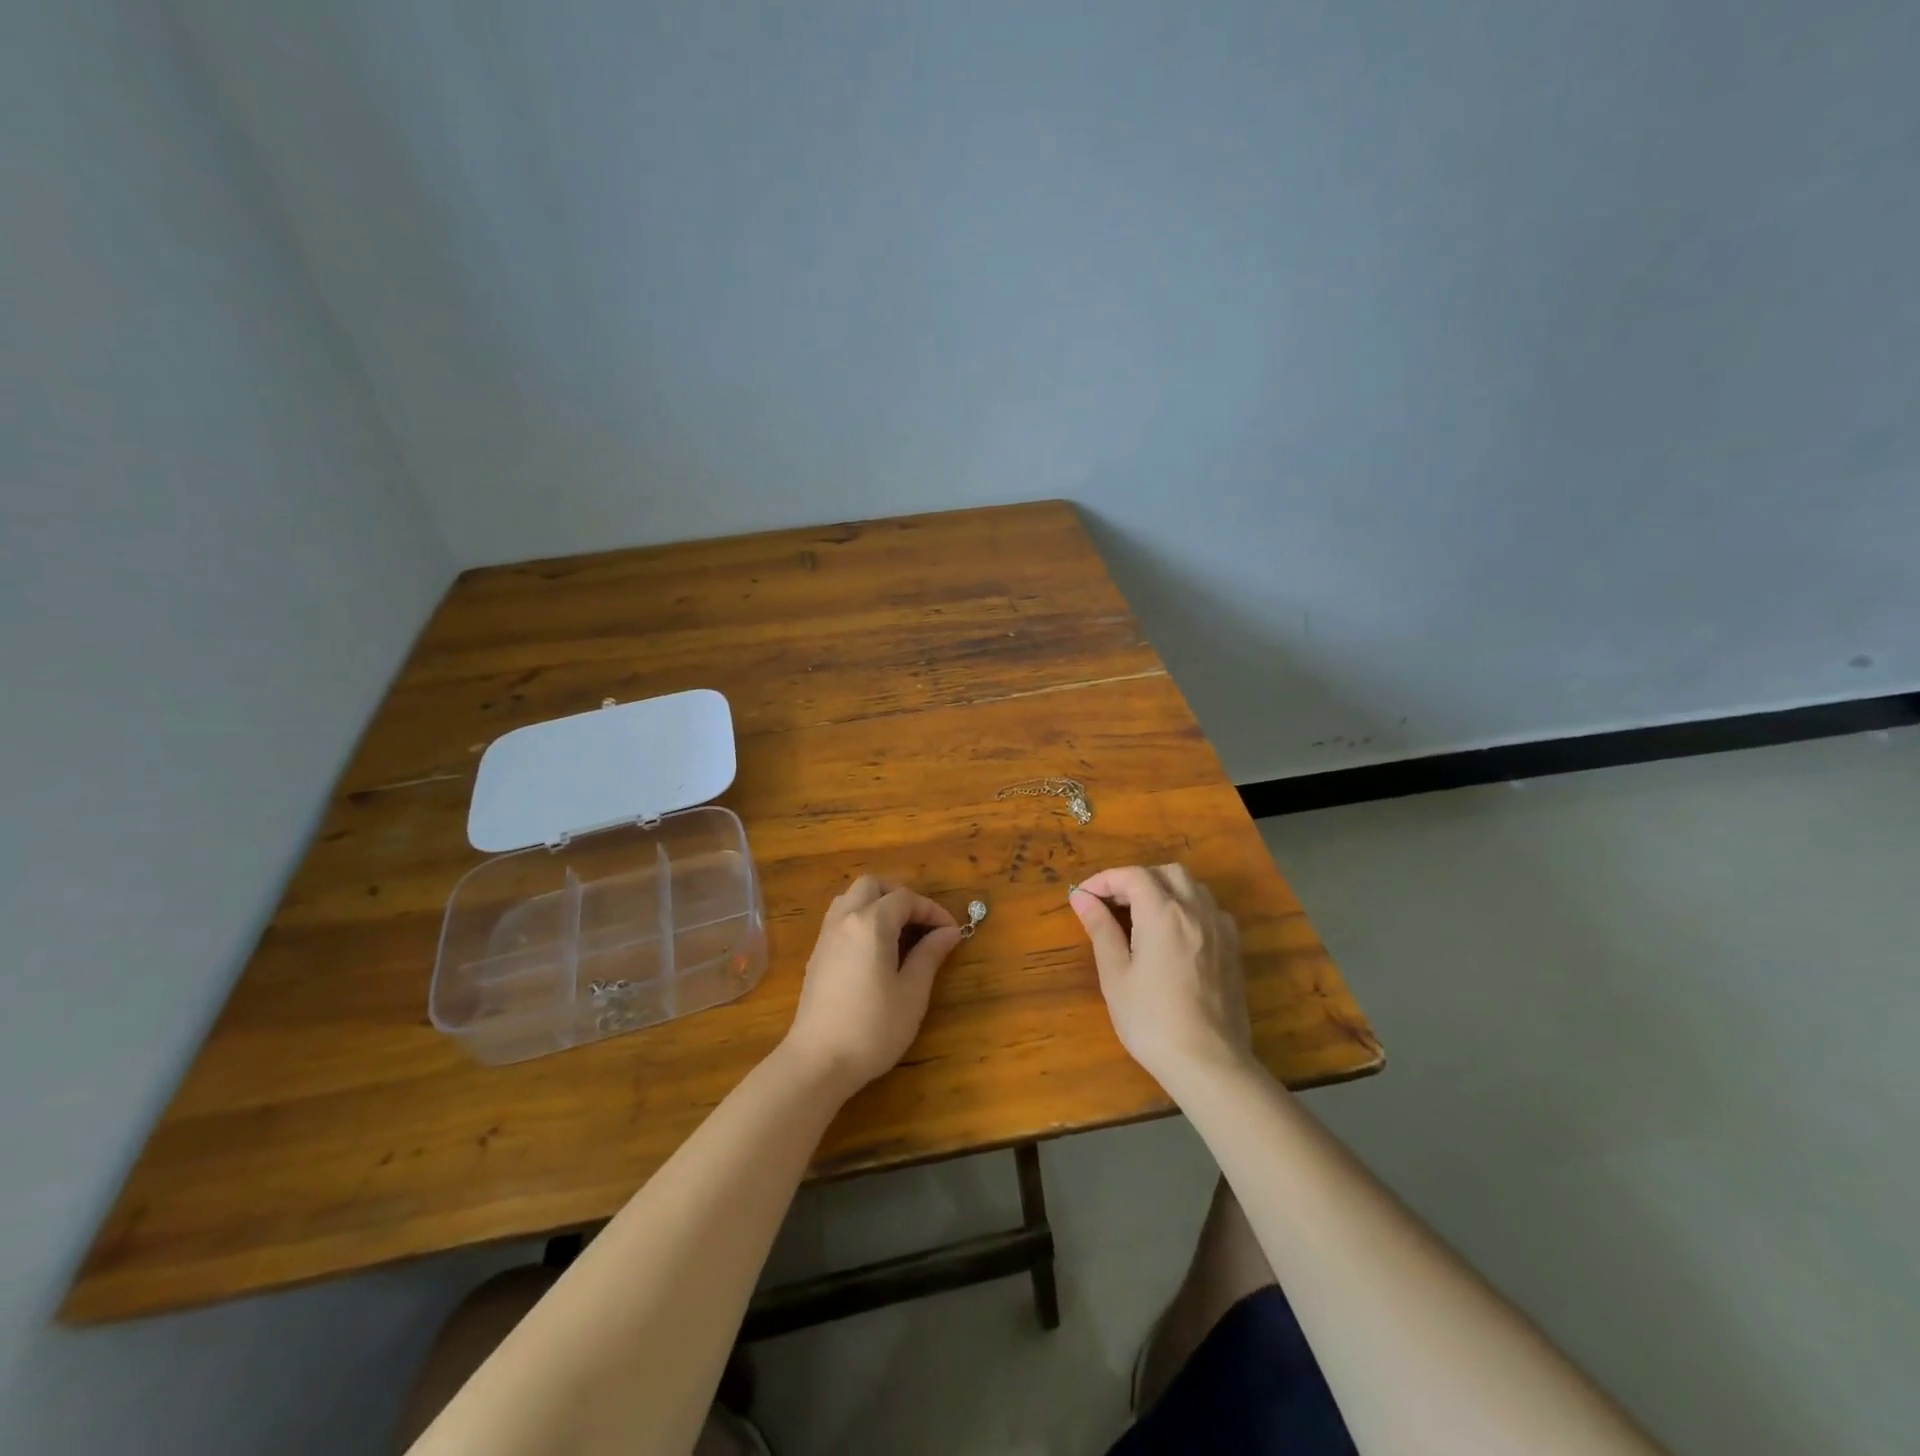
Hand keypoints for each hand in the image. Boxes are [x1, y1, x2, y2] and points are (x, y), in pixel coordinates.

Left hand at [781, 875, 964, 1096]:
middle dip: (900, 896)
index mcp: (871, 923)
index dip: (932, 910)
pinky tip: (874, 950)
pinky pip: (840, 917)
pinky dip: (860, 918)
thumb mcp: (912, 993)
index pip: (906, 898)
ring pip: (851, 897)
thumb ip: (930, 955)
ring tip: (898, 932)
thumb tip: (949, 932)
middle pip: (872, 885)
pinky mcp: (817, 954)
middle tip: (921, 924)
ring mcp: (826, 935)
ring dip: (877, 903)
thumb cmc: (873, 1028)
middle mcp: (845, 919)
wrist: (818, 1061)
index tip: (951, 931)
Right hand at [1068, 865, 1253, 1089]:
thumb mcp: (1116, 975)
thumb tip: (1081, 897)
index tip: (1084, 897)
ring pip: (1193, 887)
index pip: (1132, 876)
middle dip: (1137, 879)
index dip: (1105, 880)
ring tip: (1142, 916)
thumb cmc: (1152, 1020)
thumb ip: (1100, 929)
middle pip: (1166, 873)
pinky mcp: (1234, 949)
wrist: (1209, 1063)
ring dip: (1165, 890)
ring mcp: (1220, 929)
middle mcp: (1196, 910)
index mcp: (1163, 913)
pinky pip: (1210, 910)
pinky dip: (1188, 908)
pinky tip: (1175, 935)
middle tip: (1113, 904)